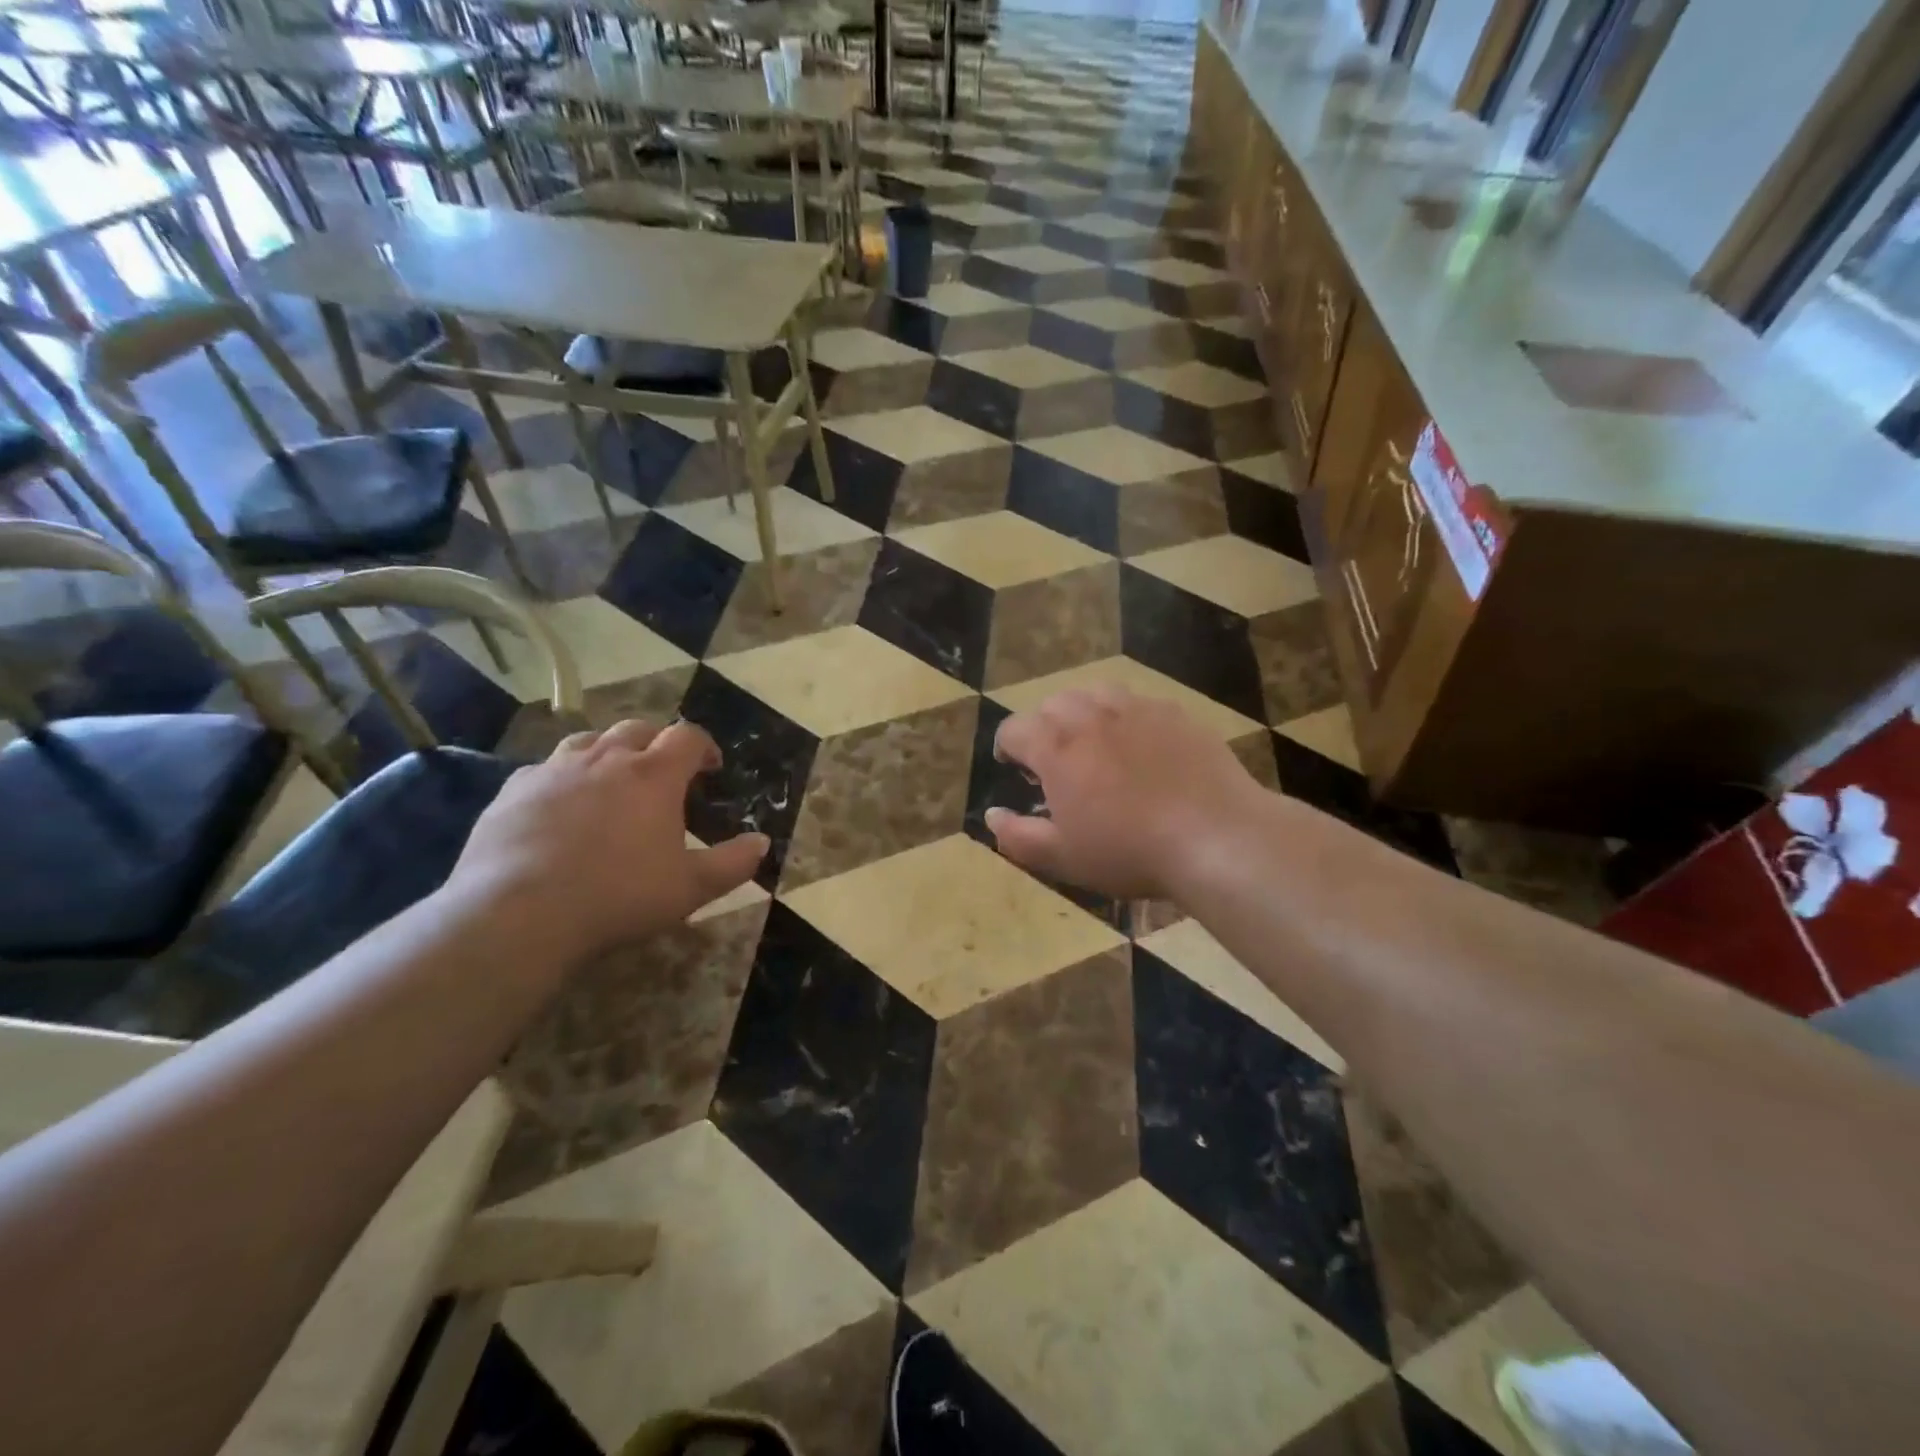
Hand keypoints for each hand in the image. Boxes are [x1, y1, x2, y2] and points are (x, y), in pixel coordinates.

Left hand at [442, 719, 767, 960]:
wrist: (519, 913)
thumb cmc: (619, 896)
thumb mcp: (690, 887)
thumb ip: (733, 863)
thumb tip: (762, 842)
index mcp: (653, 774)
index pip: (688, 737)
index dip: (704, 746)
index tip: (710, 767)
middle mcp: (606, 759)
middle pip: (637, 729)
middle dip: (656, 743)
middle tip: (663, 772)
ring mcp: (554, 770)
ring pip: (589, 741)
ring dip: (609, 752)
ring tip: (612, 780)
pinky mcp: (513, 790)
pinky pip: (545, 769)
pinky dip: (564, 777)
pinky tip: (561, 806)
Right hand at [985, 687, 1259, 899]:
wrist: (1215, 837)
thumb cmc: (1129, 851)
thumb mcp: (1062, 857)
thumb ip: (1017, 836)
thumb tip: (991, 815)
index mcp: (1057, 748)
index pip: (1014, 729)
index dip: (1007, 746)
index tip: (1014, 766)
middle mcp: (1092, 717)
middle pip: (1054, 703)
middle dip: (1045, 726)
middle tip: (1057, 760)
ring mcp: (1137, 710)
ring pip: (1096, 693)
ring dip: (1085, 713)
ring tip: (1096, 743)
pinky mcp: (1176, 714)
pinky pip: (1140, 703)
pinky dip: (1128, 718)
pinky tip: (1142, 747)